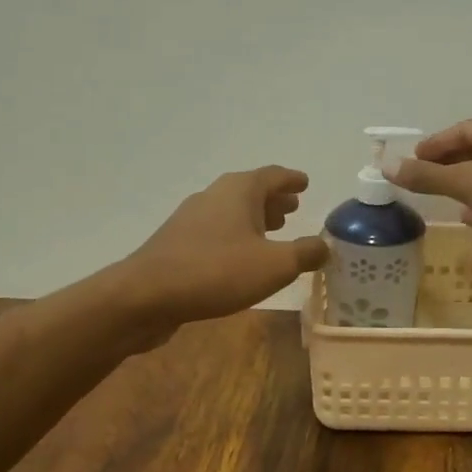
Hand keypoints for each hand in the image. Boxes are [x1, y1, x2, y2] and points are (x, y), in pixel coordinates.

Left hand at [121, 166, 329, 333]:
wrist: (146, 295)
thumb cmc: (217, 272)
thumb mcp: (275, 265)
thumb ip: (305, 253)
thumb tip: (324, 245)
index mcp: (239, 191)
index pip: (272, 176)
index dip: (291, 179)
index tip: (305, 182)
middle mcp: (213, 196)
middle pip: (249, 191)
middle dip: (273, 199)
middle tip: (294, 208)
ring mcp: (191, 219)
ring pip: (231, 212)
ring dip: (254, 218)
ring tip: (273, 231)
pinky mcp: (177, 244)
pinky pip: (215, 232)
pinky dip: (235, 236)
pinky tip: (240, 257)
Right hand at [388, 114, 471, 280]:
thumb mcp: (467, 180)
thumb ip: (427, 176)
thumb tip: (386, 165)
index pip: (464, 130)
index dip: (436, 144)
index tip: (410, 159)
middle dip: (448, 166)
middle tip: (419, 178)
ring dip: (465, 186)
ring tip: (437, 197)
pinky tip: (467, 217)